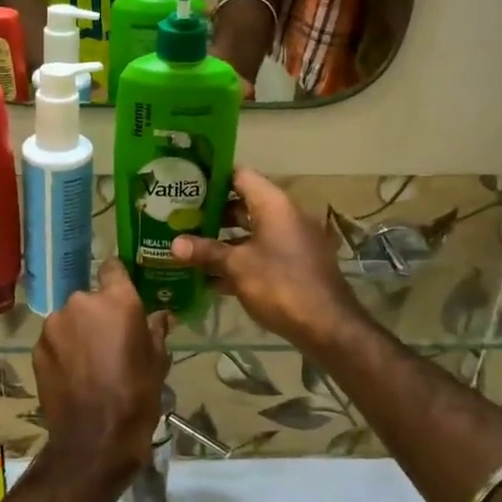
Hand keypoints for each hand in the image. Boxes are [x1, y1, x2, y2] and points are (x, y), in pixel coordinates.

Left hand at [32, 259, 169, 486]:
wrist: (95, 438)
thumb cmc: (137, 395)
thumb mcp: (157, 361)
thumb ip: (155, 330)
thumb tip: (161, 316)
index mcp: (116, 300)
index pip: (112, 267)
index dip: (117, 278)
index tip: (122, 292)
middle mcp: (81, 303)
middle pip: (89, 298)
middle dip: (97, 313)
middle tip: (110, 339)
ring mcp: (54, 325)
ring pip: (69, 319)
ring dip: (78, 331)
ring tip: (90, 361)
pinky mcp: (37, 348)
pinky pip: (54, 340)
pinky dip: (62, 350)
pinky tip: (73, 373)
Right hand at [169, 167, 364, 354]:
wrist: (328, 326)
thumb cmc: (279, 284)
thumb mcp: (237, 266)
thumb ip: (206, 252)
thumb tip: (174, 244)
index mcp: (273, 204)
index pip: (240, 175)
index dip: (213, 178)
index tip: (187, 184)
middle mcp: (286, 215)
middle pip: (244, 204)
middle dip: (213, 213)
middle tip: (181, 218)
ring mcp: (293, 241)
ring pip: (252, 232)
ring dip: (224, 240)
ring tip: (190, 246)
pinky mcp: (295, 265)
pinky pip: (262, 253)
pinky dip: (240, 260)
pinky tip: (212, 278)